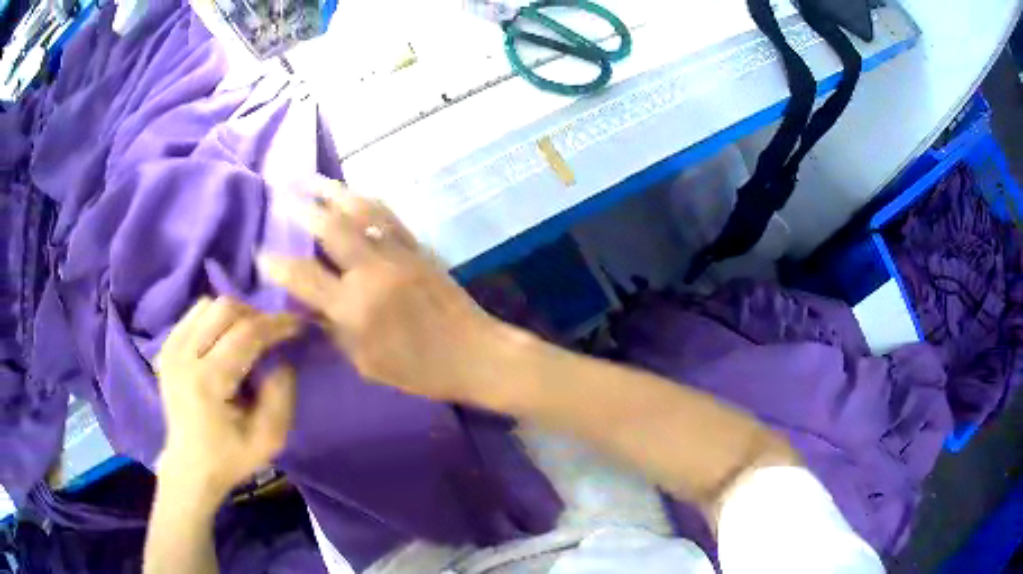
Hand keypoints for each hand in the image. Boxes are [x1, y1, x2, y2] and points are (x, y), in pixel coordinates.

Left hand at [155, 297, 300, 498]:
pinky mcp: (166, 348)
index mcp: (207, 382)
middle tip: (272, 335)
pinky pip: (194, 314)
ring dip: (234, 315)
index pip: (246, 333)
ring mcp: (171, 349)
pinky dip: (214, 319)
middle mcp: (184, 356)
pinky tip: (224, 341)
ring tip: (248, 337)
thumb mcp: (269, 438)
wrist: (190, 467)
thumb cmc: (231, 457)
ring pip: (208, 305)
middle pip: (224, 308)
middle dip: (256, 315)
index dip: (276, 324)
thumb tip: (281, 357)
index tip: (299, 324)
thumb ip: (281, 394)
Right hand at [258, 179, 515, 404]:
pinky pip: (388, 215)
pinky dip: (366, 201)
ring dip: (333, 191)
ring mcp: (398, 254)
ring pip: (361, 210)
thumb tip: (309, 306)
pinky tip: (353, 194)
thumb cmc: (419, 370)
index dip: (277, 264)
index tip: (260, 253)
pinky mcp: (419, 247)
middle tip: (281, 191)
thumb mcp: (366, 362)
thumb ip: (334, 330)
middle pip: (331, 227)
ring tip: (312, 179)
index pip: (304, 277)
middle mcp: (372, 272)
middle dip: (302, 207)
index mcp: (354, 308)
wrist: (475, 353)